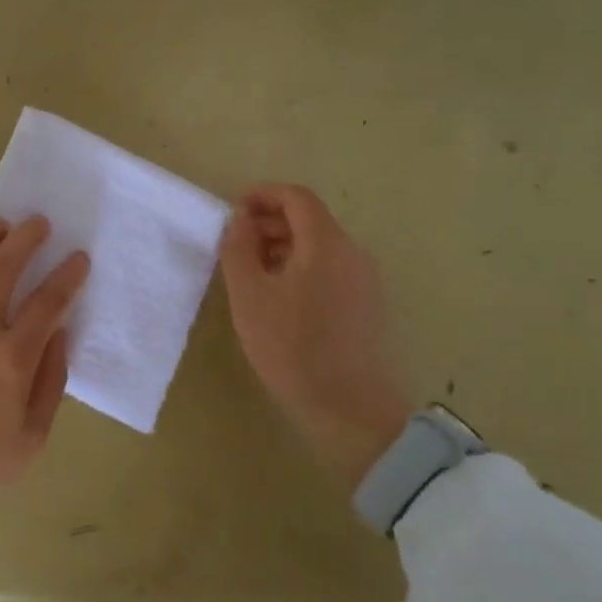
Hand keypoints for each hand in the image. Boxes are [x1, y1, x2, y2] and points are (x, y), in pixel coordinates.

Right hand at [219, 183, 412, 491]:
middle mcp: (352, 252)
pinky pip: (331, 269)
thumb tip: (241, 220)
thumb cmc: (292, 346)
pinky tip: (280, 297)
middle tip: (237, 242)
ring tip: (253, 271)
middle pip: (310, 219)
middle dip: (270, 221)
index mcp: (326, 243)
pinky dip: (302, 266)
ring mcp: (365, 279)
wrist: (349, 406)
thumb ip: (239, 248)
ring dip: (284, 246)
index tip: (235, 209)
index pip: (296, 197)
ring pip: (320, 246)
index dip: (263, 194)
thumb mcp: (249, 295)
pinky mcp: (367, 305)